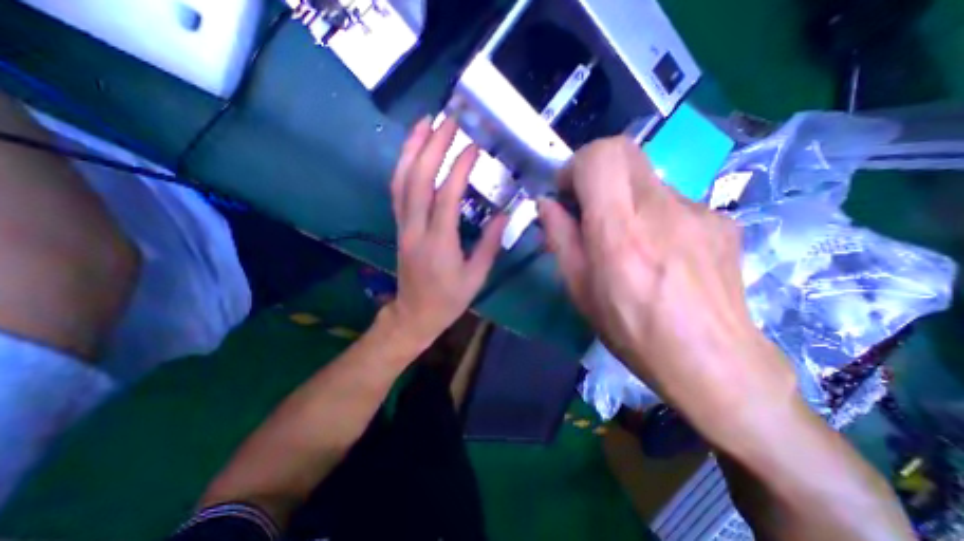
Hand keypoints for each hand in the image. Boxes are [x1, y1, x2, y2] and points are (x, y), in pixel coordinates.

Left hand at [385, 117, 507, 347]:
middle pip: (419, 180)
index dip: (459, 168)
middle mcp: (415, 230)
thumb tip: (504, 214)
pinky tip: (413, 151)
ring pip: (401, 181)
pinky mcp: (398, 227)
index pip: (447, 196)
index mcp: (439, 244)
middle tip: (448, 120)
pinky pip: (397, 191)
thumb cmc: (449, 300)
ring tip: (424, 123)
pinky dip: (403, 166)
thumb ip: (490, 245)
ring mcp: (402, 227)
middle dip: (432, 146)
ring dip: (411, 149)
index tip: (473, 146)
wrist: (415, 314)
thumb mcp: (476, 277)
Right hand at [540, 137, 799, 441]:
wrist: (713, 363)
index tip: (568, 194)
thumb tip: (547, 205)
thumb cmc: (632, 331)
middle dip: (596, 171)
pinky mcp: (720, 220)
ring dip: (625, 198)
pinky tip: (660, 252)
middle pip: (624, 151)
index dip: (576, 166)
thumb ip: (560, 238)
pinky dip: (654, 215)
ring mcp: (698, 210)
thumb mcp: (579, 289)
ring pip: (647, 178)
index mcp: (620, 231)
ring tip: (628, 241)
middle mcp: (661, 209)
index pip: (600, 156)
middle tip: (590, 208)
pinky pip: (673, 201)